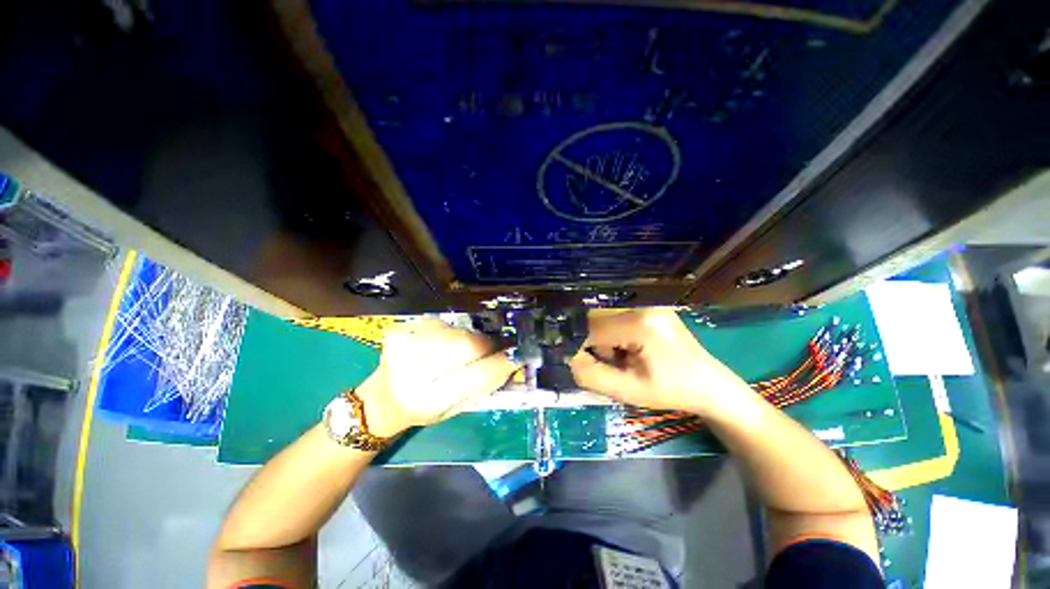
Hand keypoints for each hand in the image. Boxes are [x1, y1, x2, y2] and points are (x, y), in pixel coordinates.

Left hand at [357, 319, 518, 437]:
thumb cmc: (423, 409)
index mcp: (427, 400)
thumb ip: (484, 385)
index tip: (515, 356)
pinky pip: (441, 324)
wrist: (382, 399)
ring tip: (460, 352)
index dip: (500, 362)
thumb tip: (511, 360)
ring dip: (467, 339)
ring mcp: (403, 344)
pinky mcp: (401, 329)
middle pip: (466, 344)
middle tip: (492, 349)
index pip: (475, 375)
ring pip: (456, 331)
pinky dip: (450, 333)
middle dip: (485, 345)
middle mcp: (412, 370)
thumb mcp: (455, 409)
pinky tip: (442, 345)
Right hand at [569, 308, 751, 413]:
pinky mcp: (649, 308)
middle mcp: (643, 305)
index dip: (582, 349)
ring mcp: (648, 304)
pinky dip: (615, 335)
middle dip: (596, 344)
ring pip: (604, 318)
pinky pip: (617, 318)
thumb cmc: (671, 391)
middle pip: (597, 320)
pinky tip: (631, 349)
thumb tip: (568, 359)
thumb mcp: (628, 391)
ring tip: (625, 359)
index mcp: (640, 323)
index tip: (587, 367)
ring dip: (605, 340)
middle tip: (614, 364)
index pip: (592, 329)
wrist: (709, 385)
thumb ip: (591, 375)